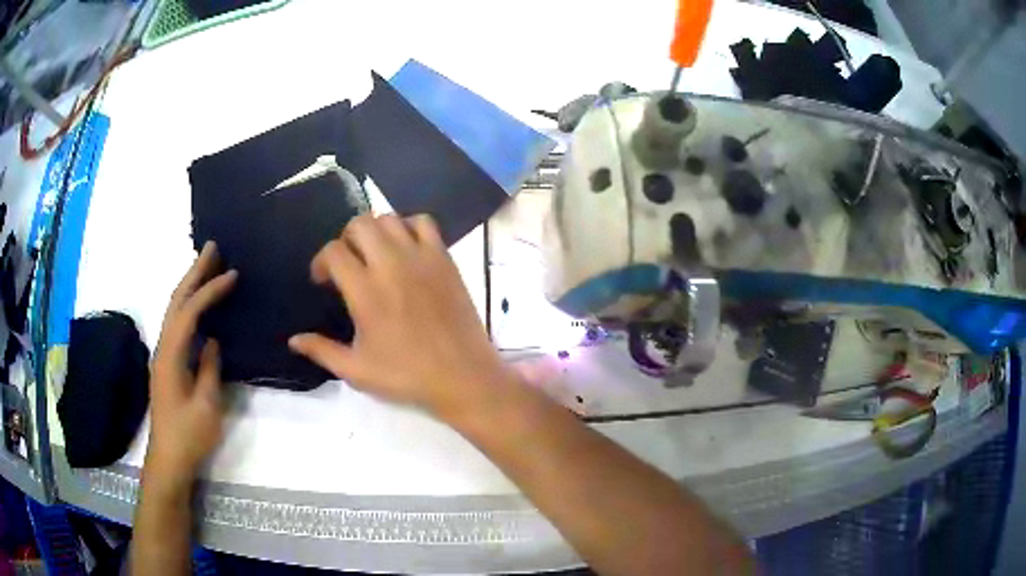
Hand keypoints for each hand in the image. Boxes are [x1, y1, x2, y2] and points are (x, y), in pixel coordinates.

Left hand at [147, 241, 236, 487]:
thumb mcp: (207, 405)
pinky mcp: (168, 364)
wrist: (168, 459)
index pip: (189, 312)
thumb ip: (210, 369)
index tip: (232, 274)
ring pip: (175, 311)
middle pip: (176, 302)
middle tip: (213, 248)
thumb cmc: (189, 435)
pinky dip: (189, 306)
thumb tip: (213, 341)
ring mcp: (164, 356)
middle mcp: (163, 348)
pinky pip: (178, 325)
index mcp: (171, 355)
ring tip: (207, 267)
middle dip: (194, 273)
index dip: (210, 290)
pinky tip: (199, 306)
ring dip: (190, 286)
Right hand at [289, 214, 508, 421]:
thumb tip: (293, 340)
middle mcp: (391, 264)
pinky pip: (424, 222)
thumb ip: (321, 350)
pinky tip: (406, 249)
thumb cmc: (407, 375)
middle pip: (360, 224)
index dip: (321, 262)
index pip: (333, 252)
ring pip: (390, 218)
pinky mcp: (445, 258)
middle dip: (345, 239)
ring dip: (375, 231)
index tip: (322, 280)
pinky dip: (409, 226)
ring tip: (374, 255)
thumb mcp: (357, 370)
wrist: (463, 375)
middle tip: (347, 263)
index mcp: (365, 291)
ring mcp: (421, 257)